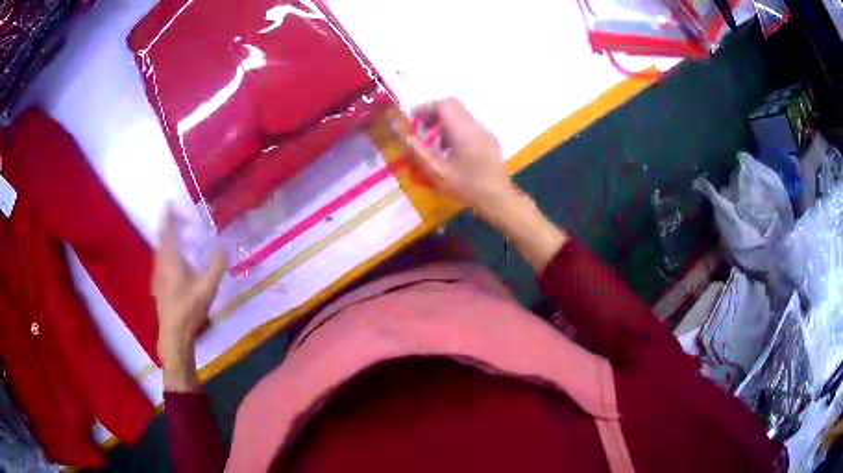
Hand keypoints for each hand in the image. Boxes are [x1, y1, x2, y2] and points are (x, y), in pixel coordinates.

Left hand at [152, 209, 225, 390]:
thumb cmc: (190, 308)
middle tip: (177, 219)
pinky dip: (165, 253)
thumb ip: (217, 265)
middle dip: (168, 227)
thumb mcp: (208, 287)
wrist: (174, 333)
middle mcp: (161, 263)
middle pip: (162, 239)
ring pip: (159, 251)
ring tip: (176, 237)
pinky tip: (174, 263)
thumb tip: (226, 244)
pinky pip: (160, 261)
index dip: (168, 217)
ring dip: (166, 240)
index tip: (168, 203)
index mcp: (172, 260)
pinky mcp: (157, 285)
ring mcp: (157, 275)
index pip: (168, 232)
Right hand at [403, 98, 516, 217]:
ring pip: (461, 114)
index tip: (413, 119)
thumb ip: (420, 153)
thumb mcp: (439, 173)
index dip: (425, 108)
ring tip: (435, 143)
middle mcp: (476, 126)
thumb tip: (406, 136)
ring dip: (445, 121)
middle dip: (434, 112)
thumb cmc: (468, 187)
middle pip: (453, 105)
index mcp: (463, 132)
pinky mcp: (489, 139)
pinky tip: (451, 150)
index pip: (443, 105)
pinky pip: (469, 125)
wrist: (499, 199)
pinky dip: (455, 129)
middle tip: (422, 129)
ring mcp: (485, 131)